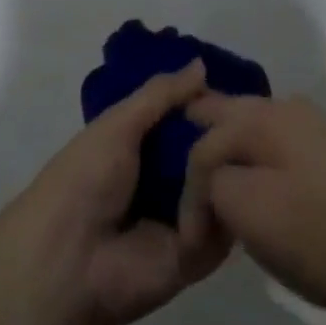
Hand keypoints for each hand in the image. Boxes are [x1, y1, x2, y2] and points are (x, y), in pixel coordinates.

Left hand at [6, 61, 229, 324]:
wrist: (67, 260)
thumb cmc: (85, 178)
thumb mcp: (119, 123)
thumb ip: (161, 95)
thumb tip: (201, 64)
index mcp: (143, 145)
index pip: (187, 118)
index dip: (208, 103)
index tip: (239, 83)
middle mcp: (167, 178)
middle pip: (211, 150)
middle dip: (229, 134)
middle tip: (258, 116)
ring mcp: (184, 217)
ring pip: (224, 184)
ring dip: (234, 167)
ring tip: (255, 148)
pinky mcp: (198, 255)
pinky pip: (225, 225)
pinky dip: (229, 206)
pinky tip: (241, 187)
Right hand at [178, 94, 325, 317]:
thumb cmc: (318, 233)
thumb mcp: (248, 209)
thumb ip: (213, 183)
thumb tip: (214, 182)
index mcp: (262, 116)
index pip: (203, 144)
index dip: (188, 192)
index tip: (190, 240)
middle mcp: (285, 109)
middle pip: (227, 114)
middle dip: (200, 132)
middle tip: (177, 158)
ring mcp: (311, 129)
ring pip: (252, 127)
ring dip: (228, 146)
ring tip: (211, 175)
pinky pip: (274, 145)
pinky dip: (254, 157)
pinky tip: (253, 181)